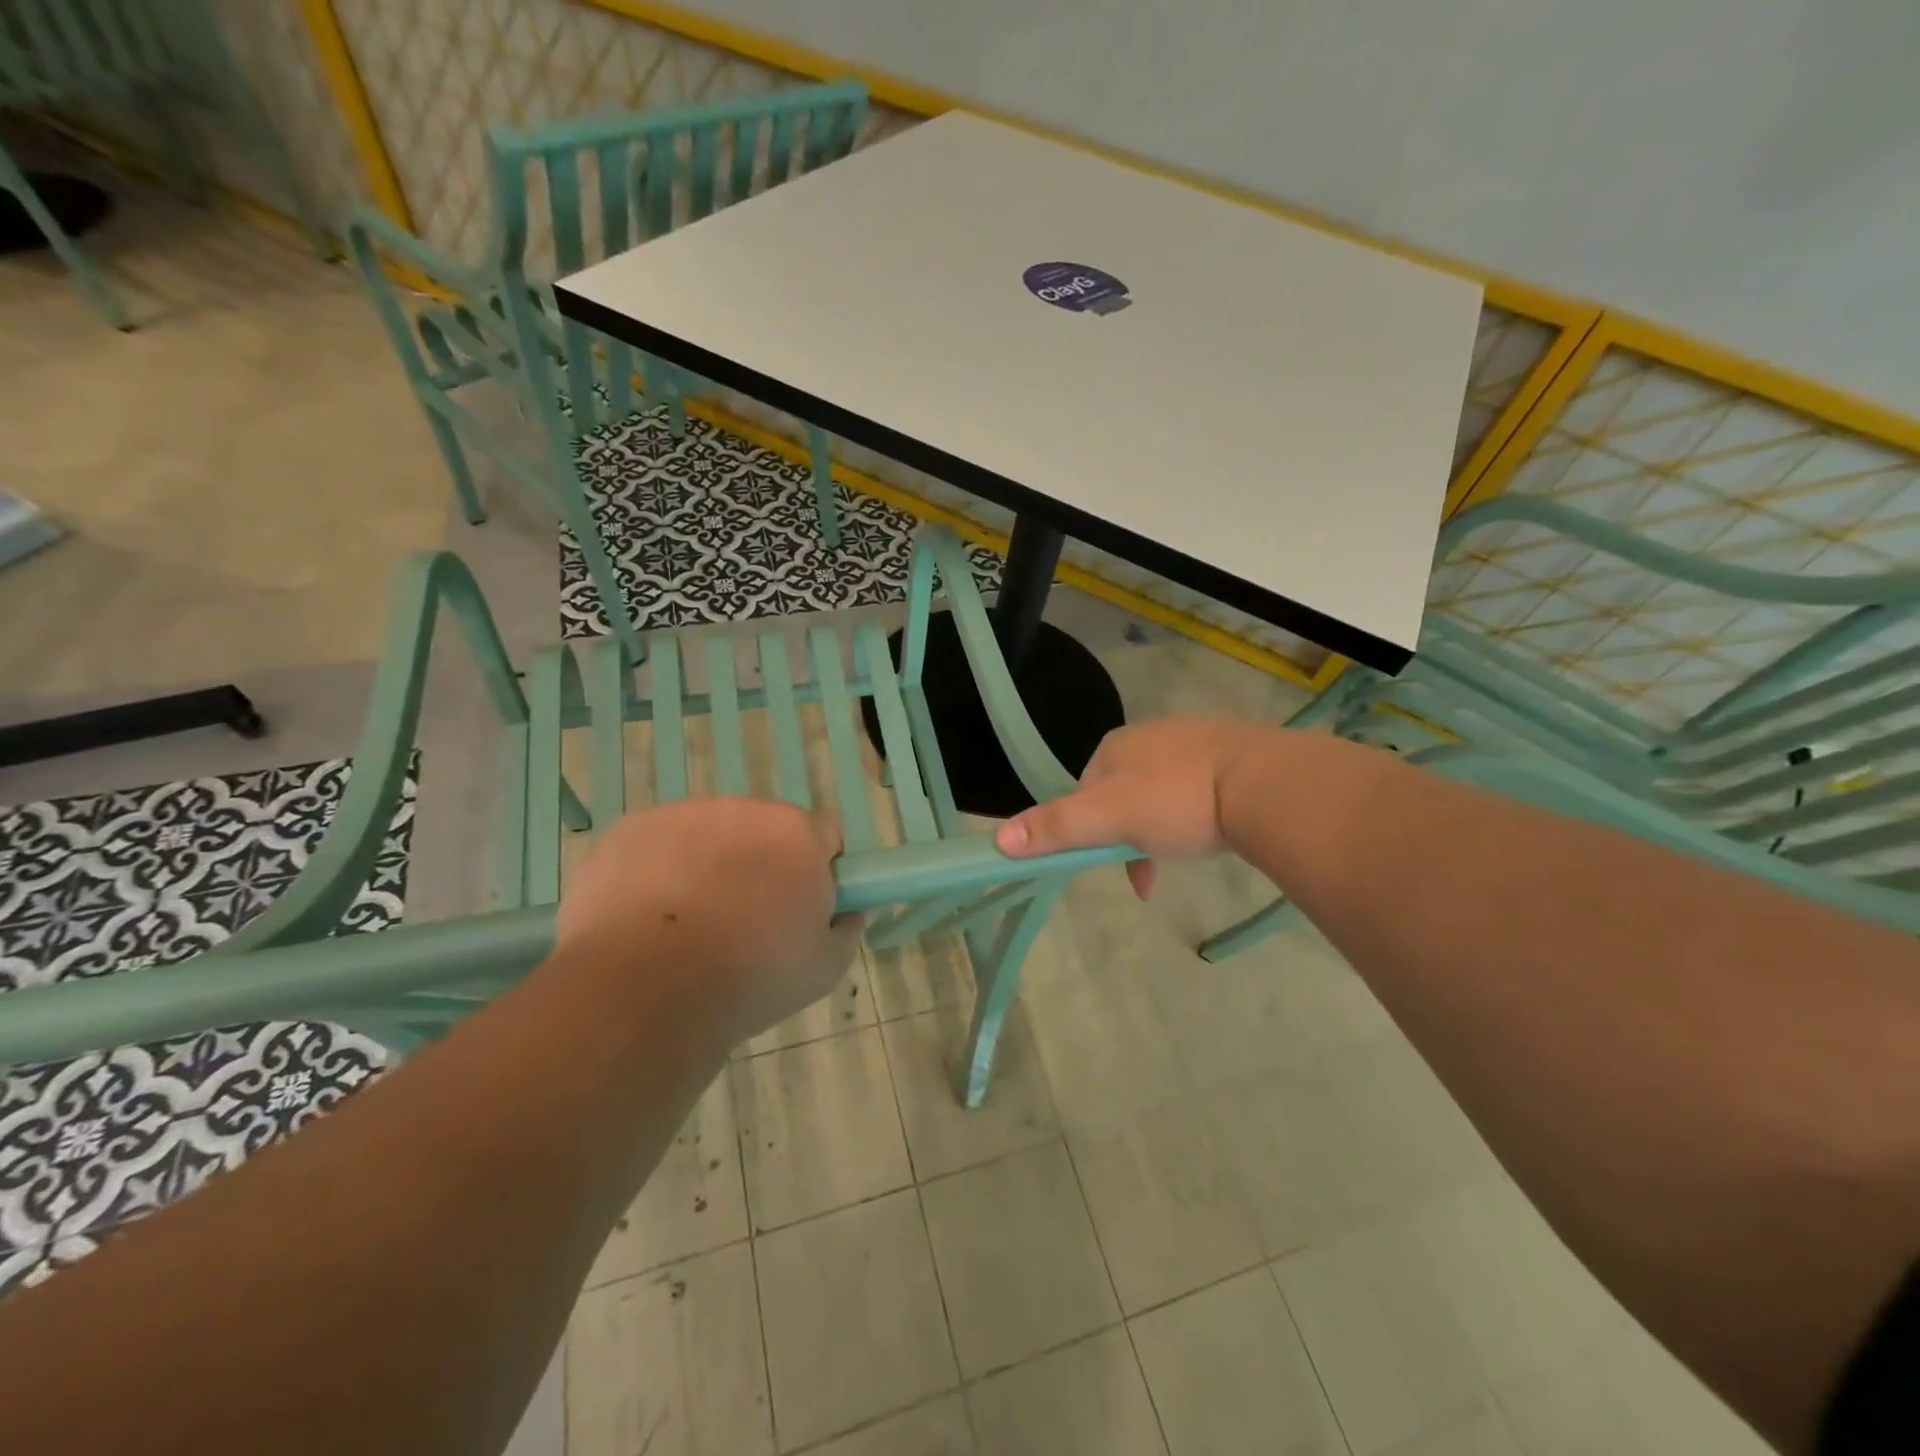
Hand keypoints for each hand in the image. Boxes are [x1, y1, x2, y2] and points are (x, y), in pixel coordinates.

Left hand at [555, 798, 863, 1047]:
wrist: (644, 989)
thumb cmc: (749, 977)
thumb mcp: (823, 969)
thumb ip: (846, 931)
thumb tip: (849, 912)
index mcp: (798, 834)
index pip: (824, 834)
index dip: (818, 869)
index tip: (802, 906)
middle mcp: (744, 809)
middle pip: (764, 830)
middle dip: (761, 863)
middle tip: (745, 920)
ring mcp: (683, 815)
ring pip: (710, 834)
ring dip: (710, 864)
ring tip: (688, 924)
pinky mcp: (631, 830)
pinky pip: (659, 844)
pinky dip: (659, 870)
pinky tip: (646, 917)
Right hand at [996, 718, 1276, 897]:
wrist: (1267, 784)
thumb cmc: (1179, 800)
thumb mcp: (1109, 819)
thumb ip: (1056, 827)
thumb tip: (998, 839)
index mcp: (1115, 747)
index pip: (1084, 793)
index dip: (1089, 832)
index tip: (1109, 864)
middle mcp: (1149, 737)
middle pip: (1120, 796)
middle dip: (1126, 836)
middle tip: (1148, 870)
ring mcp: (1192, 743)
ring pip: (1159, 796)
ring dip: (1160, 832)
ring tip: (1182, 855)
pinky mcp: (1229, 756)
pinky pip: (1195, 792)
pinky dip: (1193, 818)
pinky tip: (1211, 834)